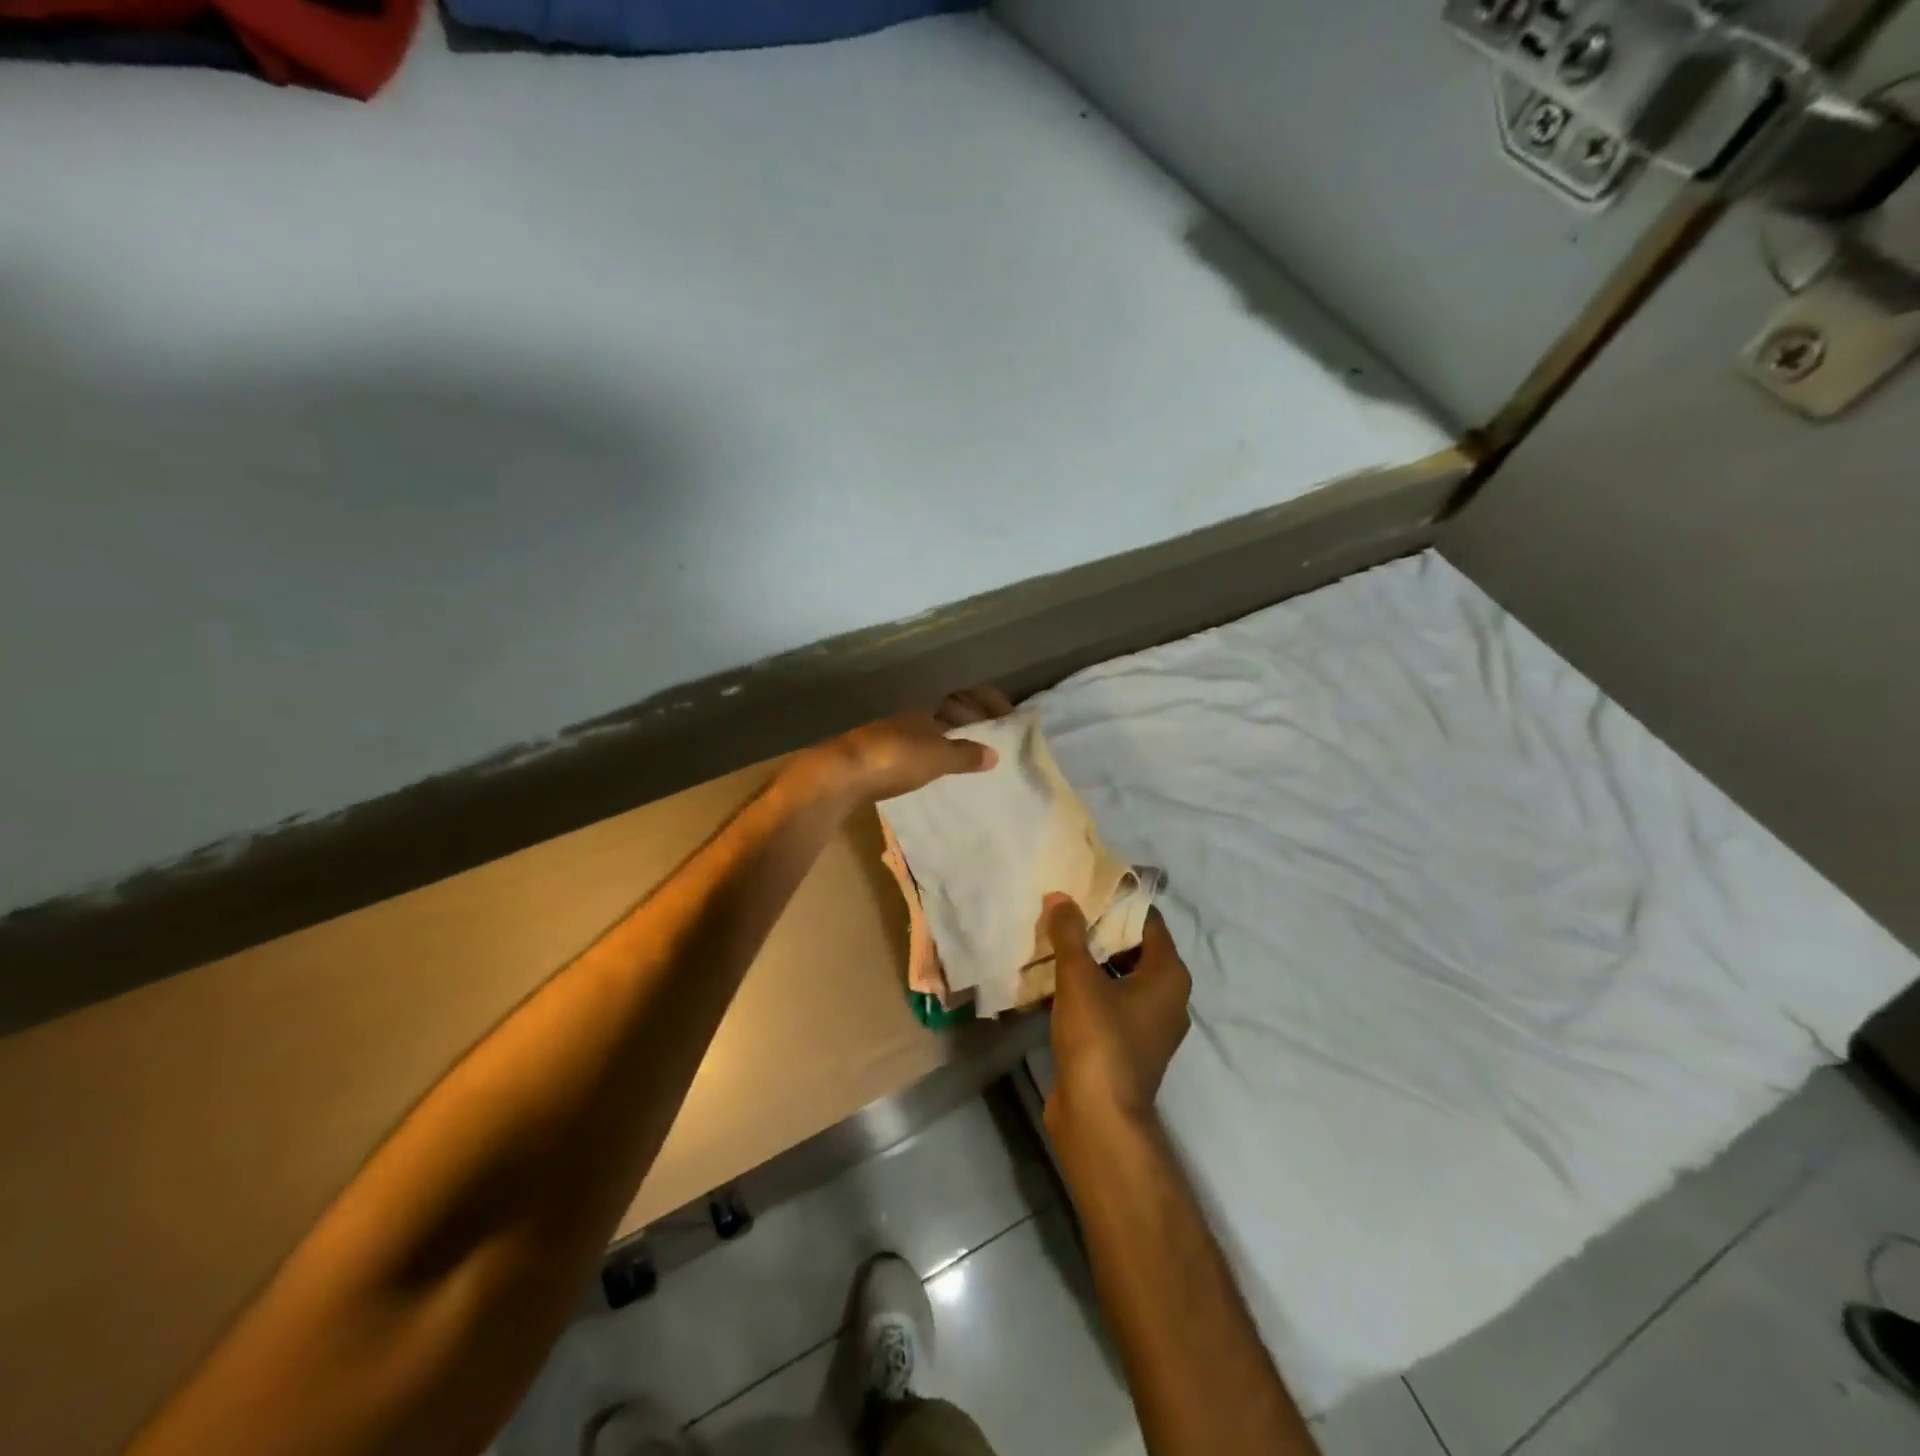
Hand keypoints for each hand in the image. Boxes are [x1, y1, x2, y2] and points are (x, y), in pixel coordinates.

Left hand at [796, 688, 1012, 805]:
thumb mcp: (938, 758)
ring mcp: (888, 735)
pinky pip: (913, 749)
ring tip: (968, 758)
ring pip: (927, 730)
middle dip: (969, 719)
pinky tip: (933, 772)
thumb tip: (995, 753)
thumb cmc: (895, 759)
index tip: (1009, 716)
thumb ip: (966, 755)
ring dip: (949, 739)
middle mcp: (907, 715)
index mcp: (925, 707)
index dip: (987, 701)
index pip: (963, 694)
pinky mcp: (874, 757)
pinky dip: (930, 756)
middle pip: (944, 710)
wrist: (839, 777)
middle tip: (991, 737)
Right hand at [1040, 897, 1191, 1130]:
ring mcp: (1148, 1026)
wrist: (1099, 1118)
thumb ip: (1070, 934)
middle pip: (1133, 949)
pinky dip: (1085, 991)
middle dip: (1098, 931)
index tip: (1086, 887)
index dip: (1119, 902)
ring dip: (1089, 962)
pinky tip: (1051, 983)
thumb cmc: (1100, 1039)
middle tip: (1063, 912)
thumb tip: (1060, 897)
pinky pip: (1108, 1005)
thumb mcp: (1080, 979)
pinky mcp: (1126, 1047)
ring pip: (1118, 978)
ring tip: (1053, 942)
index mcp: (1169, 976)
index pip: (1148, 922)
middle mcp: (1167, 998)